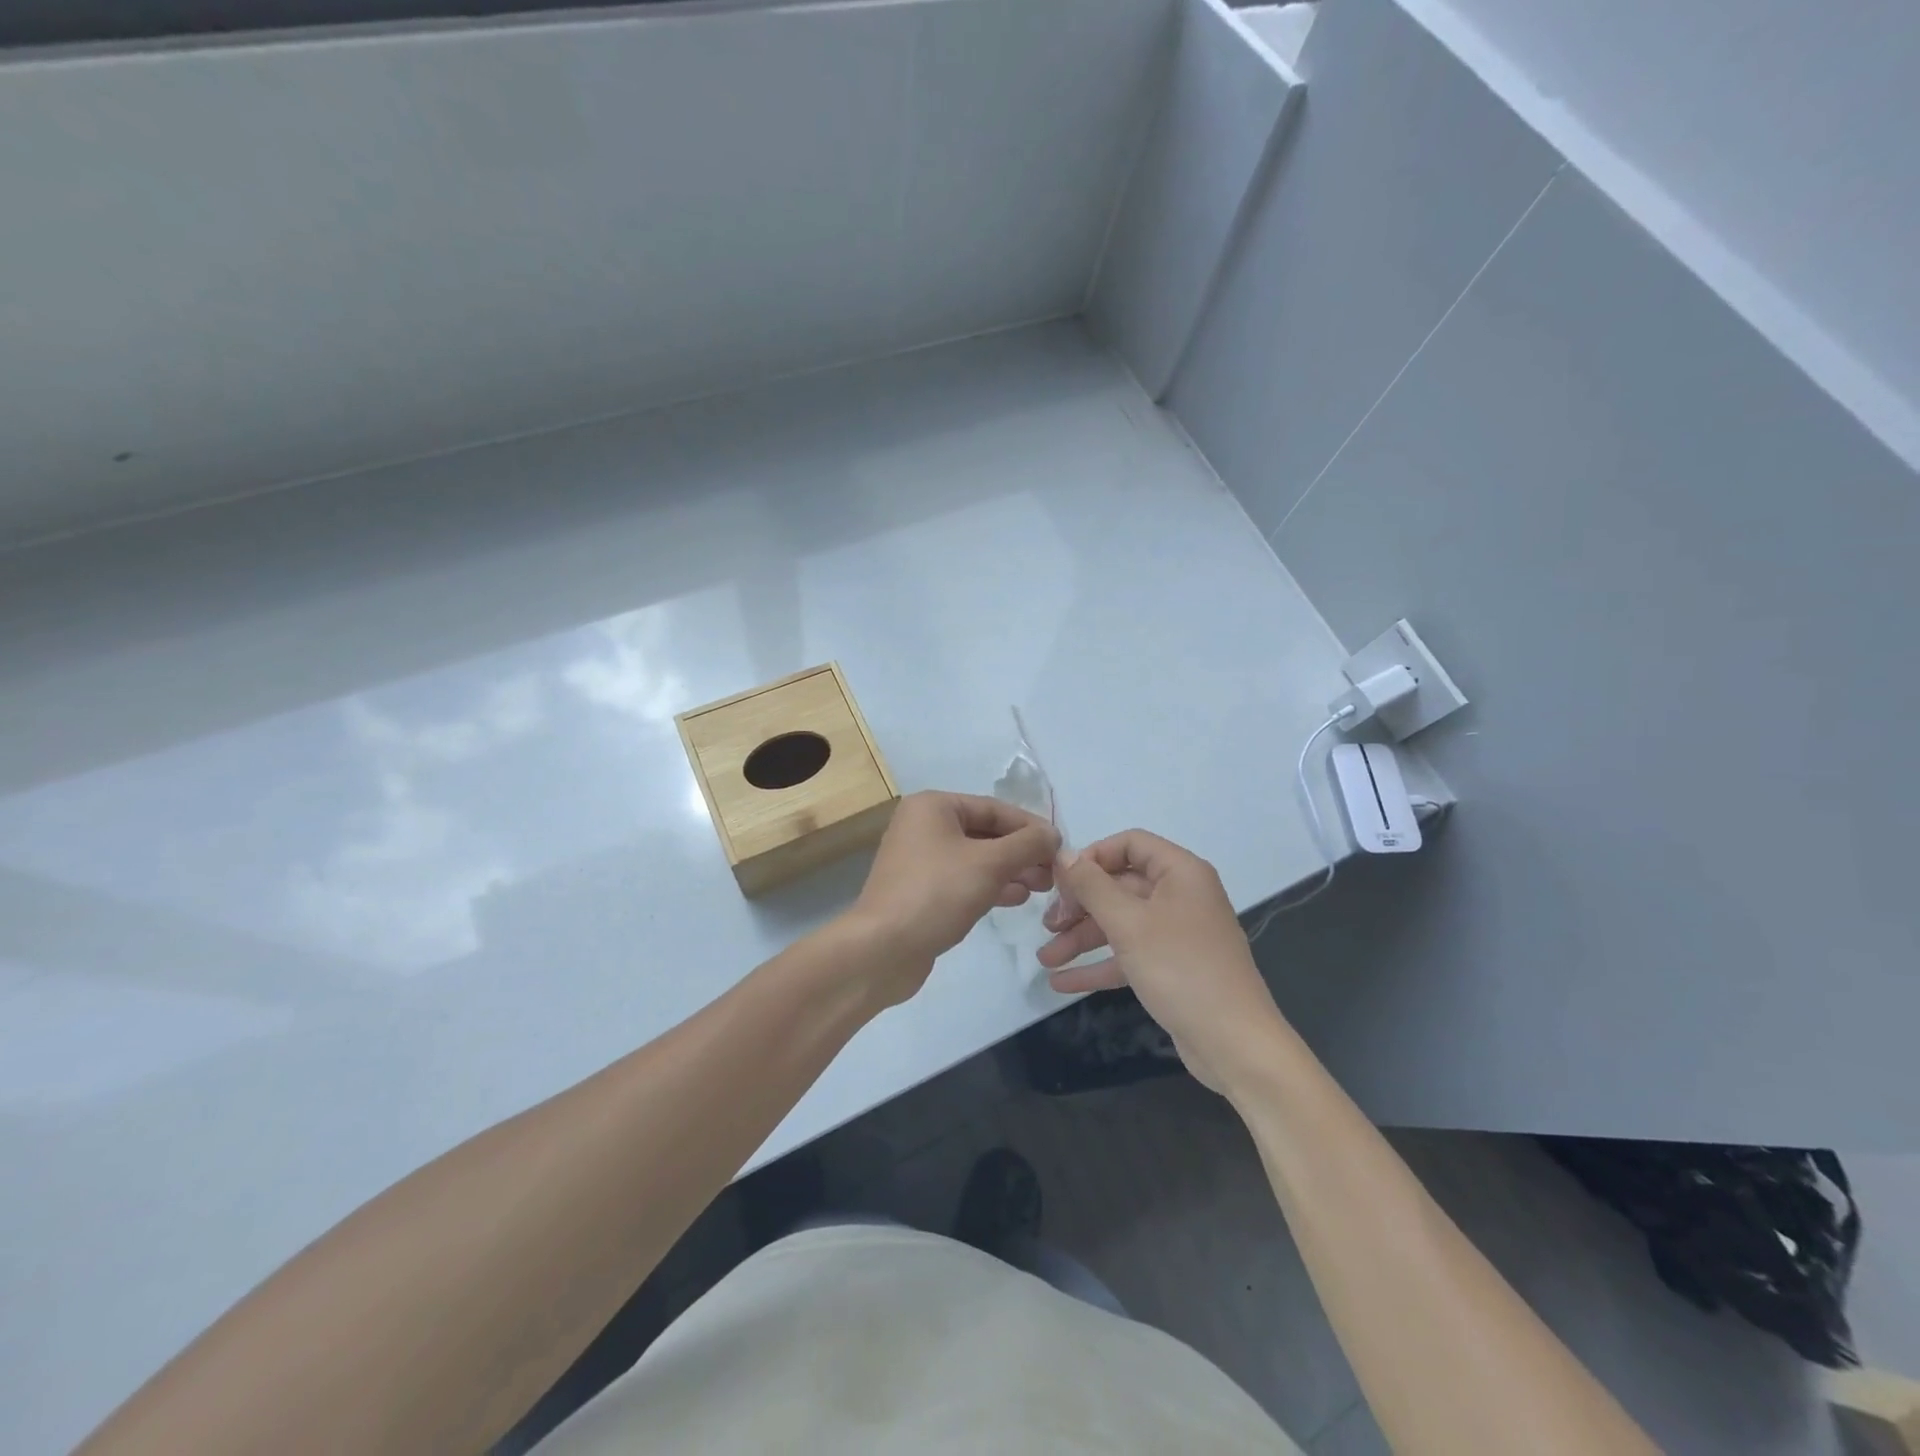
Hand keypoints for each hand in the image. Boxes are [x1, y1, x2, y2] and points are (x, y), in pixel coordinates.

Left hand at [845, 791, 1060, 1003]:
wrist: (882, 949)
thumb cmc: (937, 893)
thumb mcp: (990, 863)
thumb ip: (1027, 844)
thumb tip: (1053, 834)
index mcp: (933, 806)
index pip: (994, 808)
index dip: (1031, 827)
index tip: (1061, 847)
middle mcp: (923, 826)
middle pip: (985, 832)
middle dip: (1021, 852)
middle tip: (1053, 873)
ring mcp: (920, 860)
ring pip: (977, 858)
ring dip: (1010, 870)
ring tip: (1041, 888)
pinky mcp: (921, 891)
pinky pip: (963, 880)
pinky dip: (990, 885)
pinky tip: (1016, 898)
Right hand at [1038, 830, 1286, 1092]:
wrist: (1234, 1043)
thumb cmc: (1180, 969)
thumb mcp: (1128, 923)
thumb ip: (1091, 886)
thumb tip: (1062, 854)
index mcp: (1180, 872)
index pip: (1129, 844)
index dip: (1092, 857)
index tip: (1060, 881)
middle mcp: (1181, 896)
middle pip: (1120, 885)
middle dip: (1080, 905)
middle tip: (1047, 925)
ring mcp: (1177, 934)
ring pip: (1121, 923)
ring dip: (1082, 938)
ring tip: (1045, 958)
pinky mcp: (1172, 968)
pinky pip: (1129, 955)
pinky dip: (1099, 965)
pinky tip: (1062, 982)